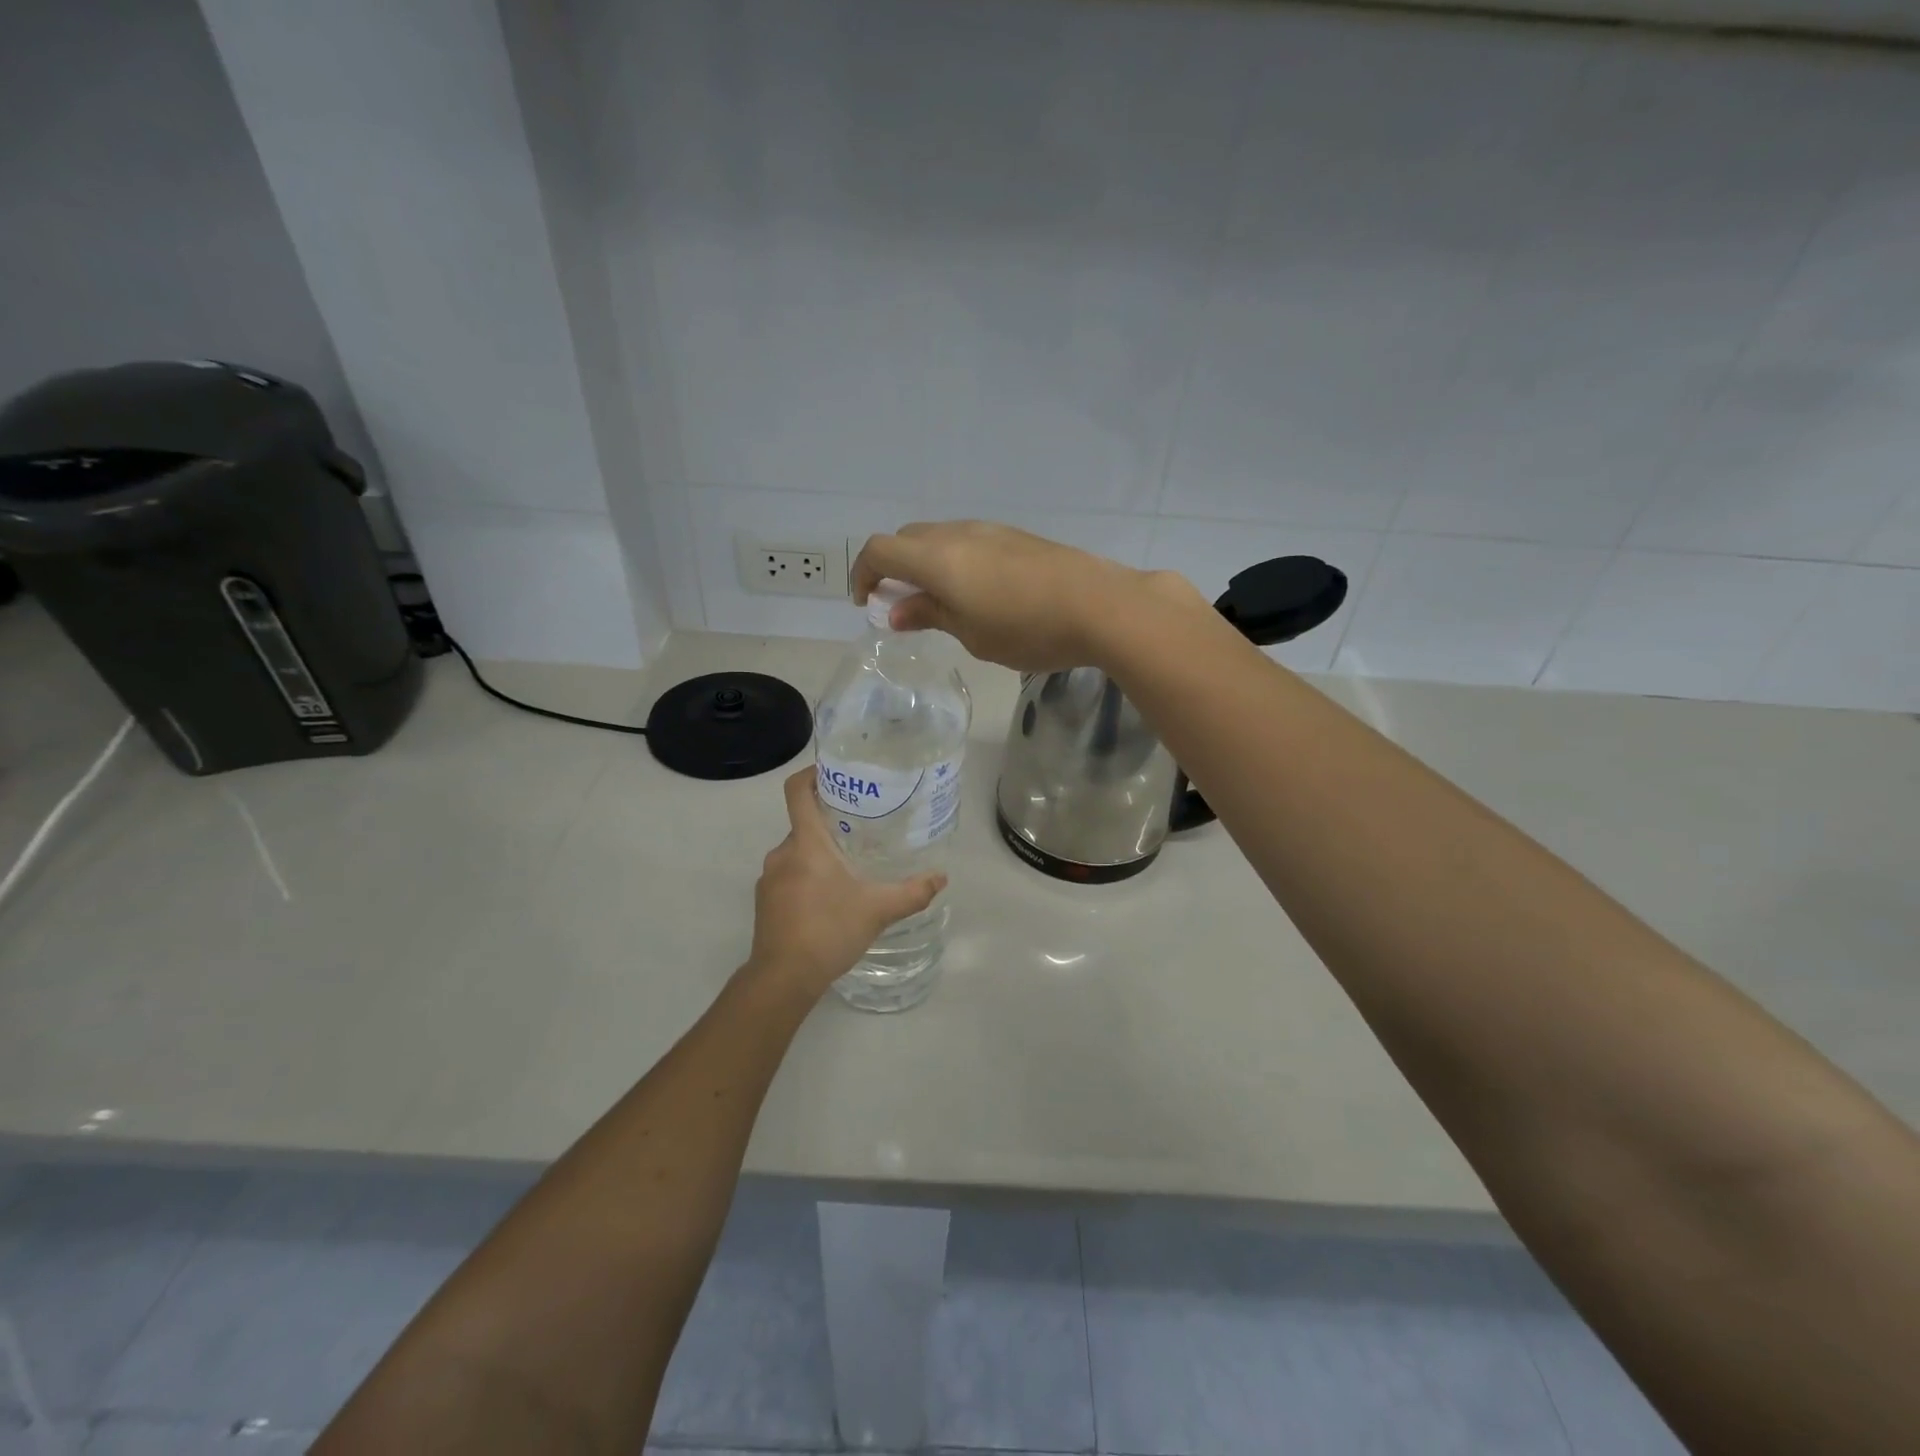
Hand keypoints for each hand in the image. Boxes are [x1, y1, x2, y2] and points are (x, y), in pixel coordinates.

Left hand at [746, 769, 946, 999]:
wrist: (782, 978)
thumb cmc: (828, 930)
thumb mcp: (877, 910)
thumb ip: (912, 892)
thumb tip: (941, 877)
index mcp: (806, 843)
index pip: (797, 792)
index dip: (812, 775)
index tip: (834, 773)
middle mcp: (781, 853)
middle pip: (802, 823)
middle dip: (829, 822)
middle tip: (861, 826)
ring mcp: (769, 878)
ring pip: (796, 852)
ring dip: (818, 853)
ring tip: (849, 864)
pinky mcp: (765, 901)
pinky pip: (787, 875)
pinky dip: (806, 876)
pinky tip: (829, 897)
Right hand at [851, 521, 1203, 672]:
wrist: (1101, 605)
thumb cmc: (1027, 629)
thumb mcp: (972, 634)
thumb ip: (931, 616)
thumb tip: (898, 611)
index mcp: (937, 557)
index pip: (880, 551)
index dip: (863, 574)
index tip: (865, 603)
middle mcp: (958, 533)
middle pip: (908, 538)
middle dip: (894, 568)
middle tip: (901, 604)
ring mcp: (991, 530)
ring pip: (940, 537)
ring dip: (926, 564)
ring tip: (939, 602)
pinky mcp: (1017, 537)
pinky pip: (969, 542)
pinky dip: (955, 561)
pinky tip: (977, 592)